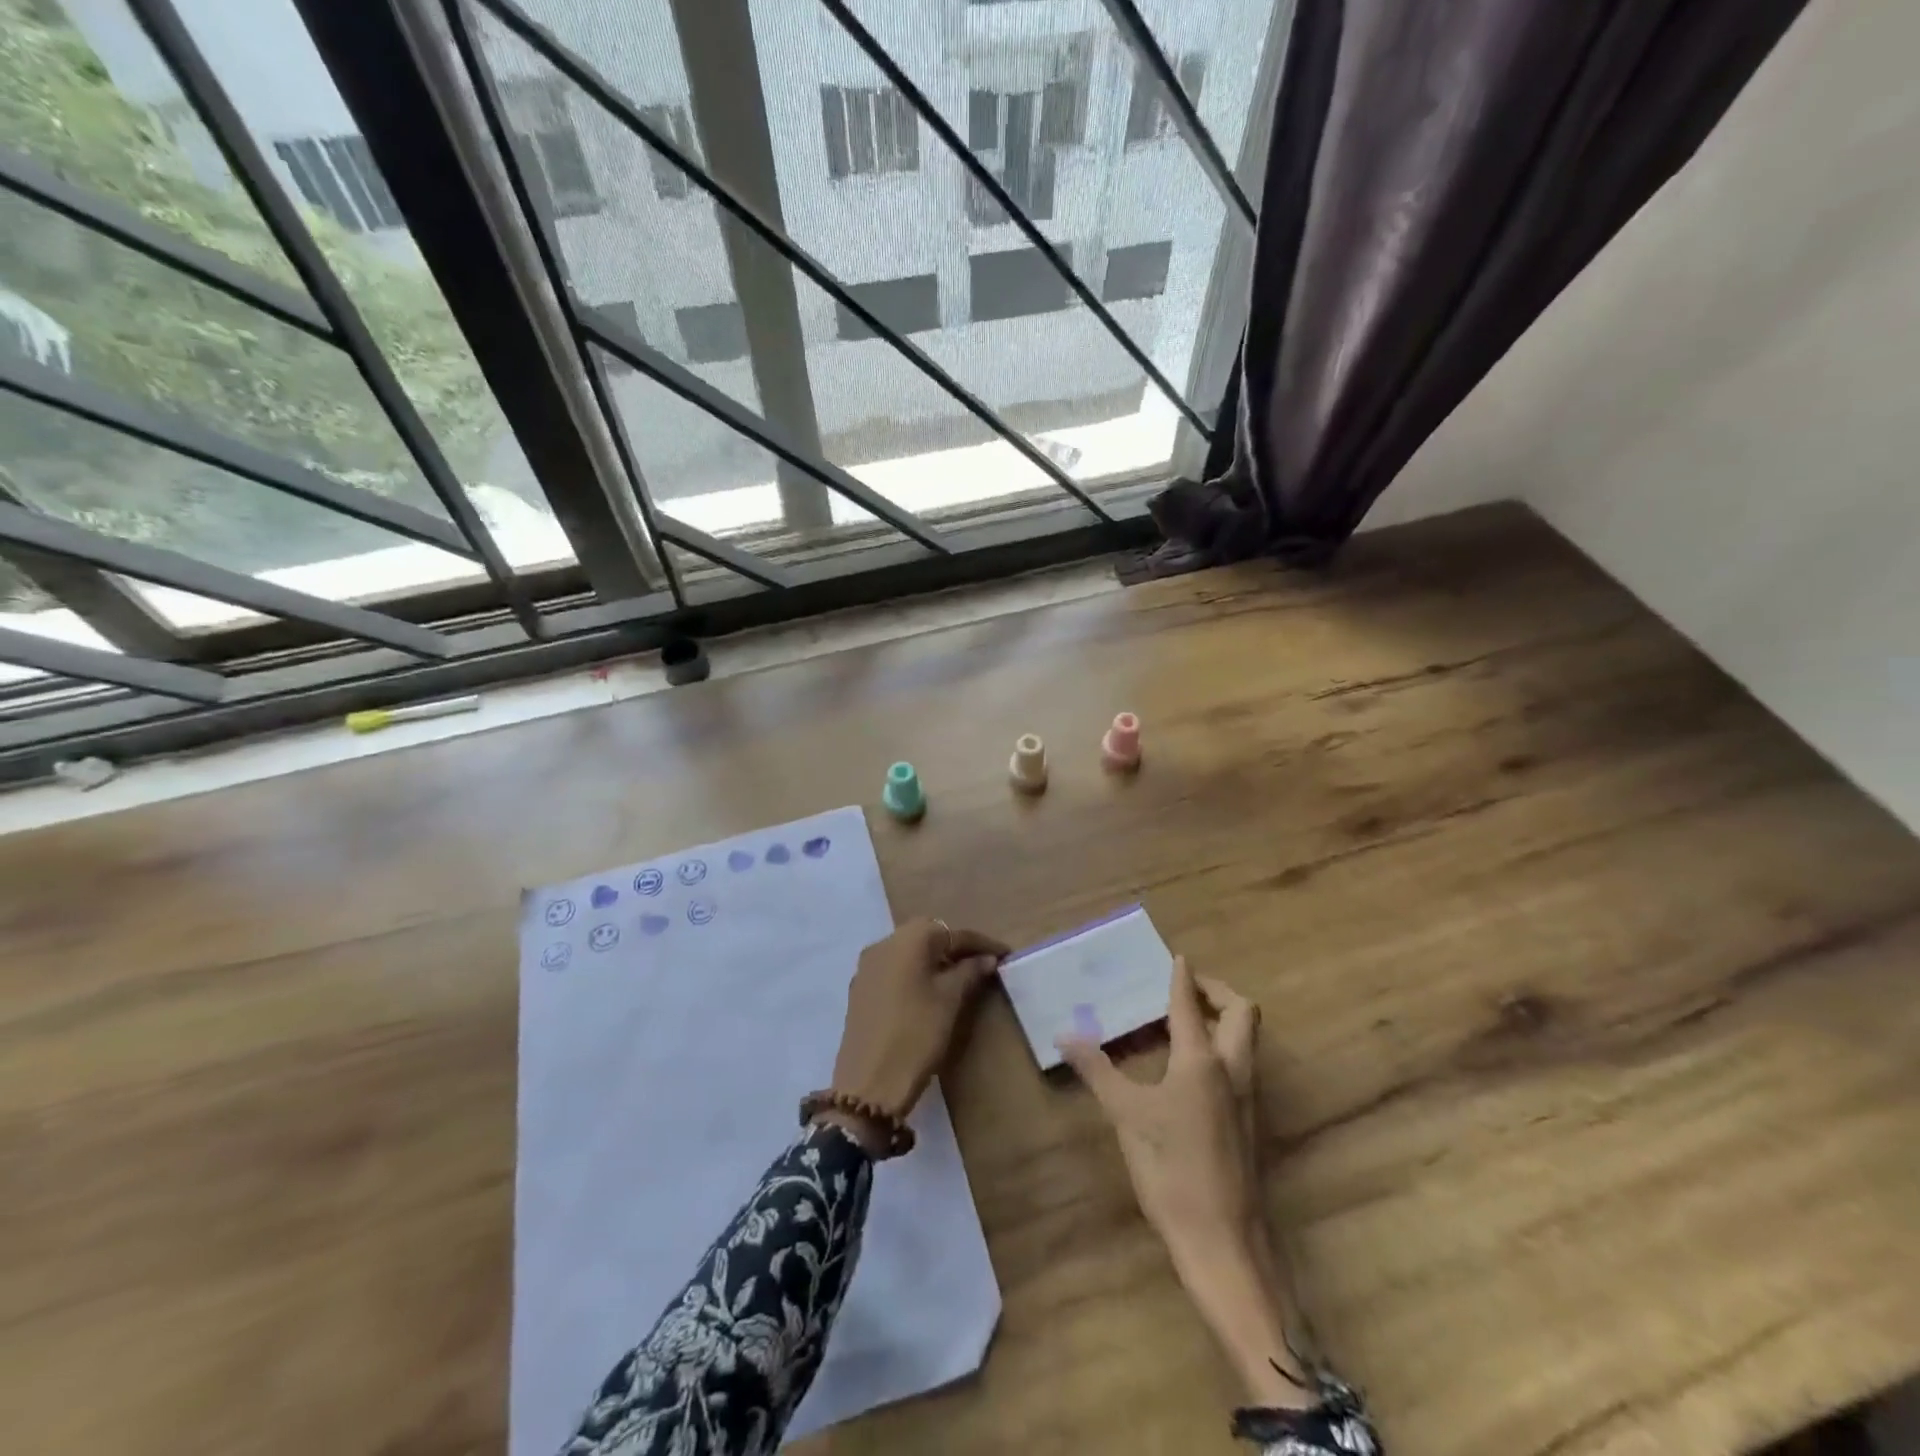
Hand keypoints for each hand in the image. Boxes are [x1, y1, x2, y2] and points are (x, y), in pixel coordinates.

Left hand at [818, 918, 1007, 1152]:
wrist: (870, 1083)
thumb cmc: (917, 1033)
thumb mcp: (950, 1000)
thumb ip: (970, 971)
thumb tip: (986, 958)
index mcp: (908, 939)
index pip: (952, 933)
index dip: (981, 943)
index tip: (1005, 954)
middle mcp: (883, 943)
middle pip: (927, 936)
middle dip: (956, 948)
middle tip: (982, 964)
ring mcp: (867, 967)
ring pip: (908, 952)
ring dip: (934, 960)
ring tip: (960, 978)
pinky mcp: (860, 989)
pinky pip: (894, 970)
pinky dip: (915, 973)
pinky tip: (929, 992)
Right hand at [1057, 956, 1262, 1262]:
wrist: (1224, 1244)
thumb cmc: (1172, 1171)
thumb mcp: (1126, 1116)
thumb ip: (1097, 1070)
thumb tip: (1064, 1034)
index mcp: (1202, 1060)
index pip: (1191, 1004)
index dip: (1182, 977)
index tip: (1176, 956)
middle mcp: (1233, 1069)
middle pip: (1241, 1012)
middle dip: (1216, 992)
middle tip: (1185, 989)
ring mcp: (1248, 1098)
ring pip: (1246, 1040)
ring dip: (1222, 1019)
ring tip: (1182, 1022)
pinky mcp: (1249, 1123)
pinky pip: (1241, 1066)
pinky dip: (1221, 1048)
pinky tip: (1187, 1070)